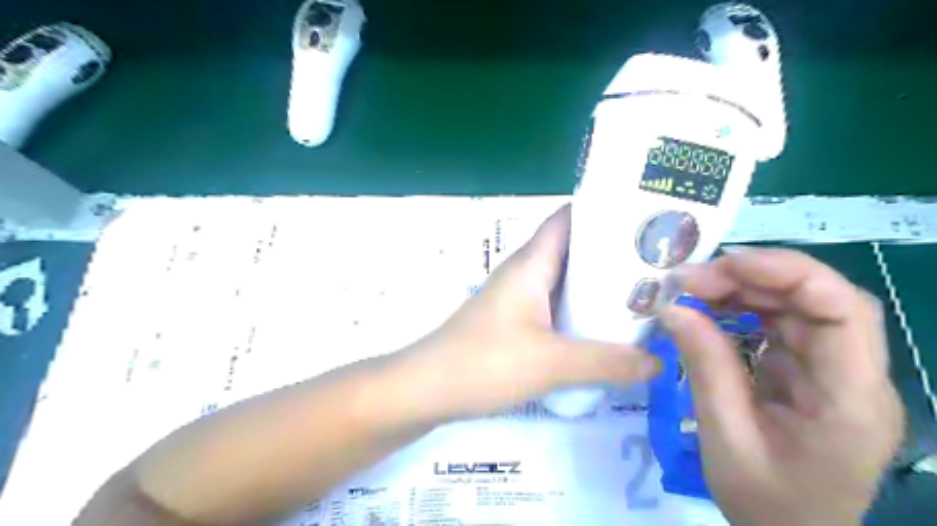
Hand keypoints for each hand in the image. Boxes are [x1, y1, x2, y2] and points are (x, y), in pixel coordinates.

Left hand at [400, 204, 656, 420]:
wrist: (426, 388)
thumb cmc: (484, 363)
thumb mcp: (551, 363)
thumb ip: (606, 363)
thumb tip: (657, 362)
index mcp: (531, 264)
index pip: (568, 218)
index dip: (604, 210)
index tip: (646, 218)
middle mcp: (525, 272)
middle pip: (574, 249)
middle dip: (613, 253)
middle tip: (659, 263)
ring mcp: (518, 297)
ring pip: (565, 280)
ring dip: (598, 285)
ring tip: (644, 294)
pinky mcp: (515, 321)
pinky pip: (556, 306)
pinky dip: (581, 311)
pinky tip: (605, 328)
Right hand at [663, 247, 903, 525]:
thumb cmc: (765, 501)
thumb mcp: (725, 437)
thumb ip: (705, 368)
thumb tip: (673, 308)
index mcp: (849, 400)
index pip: (843, 311)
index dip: (787, 274)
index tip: (722, 266)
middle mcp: (856, 376)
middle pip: (822, 300)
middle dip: (755, 277)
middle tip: (692, 279)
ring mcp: (836, 371)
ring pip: (801, 306)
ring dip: (746, 289)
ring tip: (694, 288)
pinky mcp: (812, 371)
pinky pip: (783, 324)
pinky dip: (745, 308)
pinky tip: (712, 308)